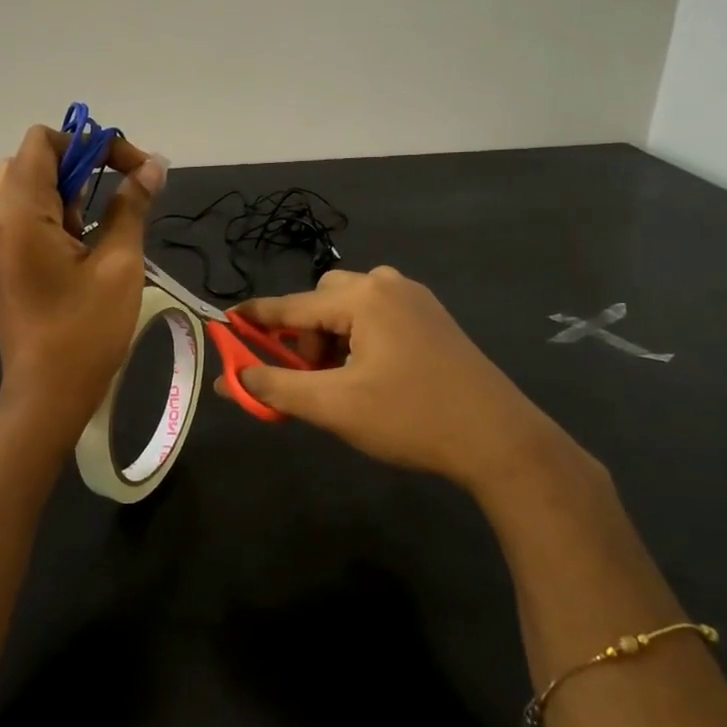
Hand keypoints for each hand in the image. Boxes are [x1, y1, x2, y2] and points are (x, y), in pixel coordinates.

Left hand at [0, 124, 167, 443]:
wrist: (48, 394)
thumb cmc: (87, 331)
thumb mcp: (119, 263)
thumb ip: (132, 205)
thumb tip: (154, 165)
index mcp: (17, 211)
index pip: (44, 142)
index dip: (91, 145)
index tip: (130, 170)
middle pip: (31, 161)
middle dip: (78, 169)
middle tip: (112, 204)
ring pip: (17, 186)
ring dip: (57, 193)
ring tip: (86, 230)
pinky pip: (1, 216)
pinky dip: (32, 214)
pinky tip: (54, 241)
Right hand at [225, 267, 581, 494]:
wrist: (500, 440)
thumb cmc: (411, 418)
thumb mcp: (334, 406)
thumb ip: (276, 387)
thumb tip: (231, 377)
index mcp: (363, 298)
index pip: (292, 305)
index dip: (256, 317)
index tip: (226, 321)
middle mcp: (389, 286)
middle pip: (323, 300)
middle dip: (304, 334)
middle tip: (308, 376)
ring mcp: (416, 300)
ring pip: (351, 307)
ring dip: (332, 337)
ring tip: (340, 381)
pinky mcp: (433, 320)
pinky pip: (378, 315)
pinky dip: (359, 338)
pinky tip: (370, 375)